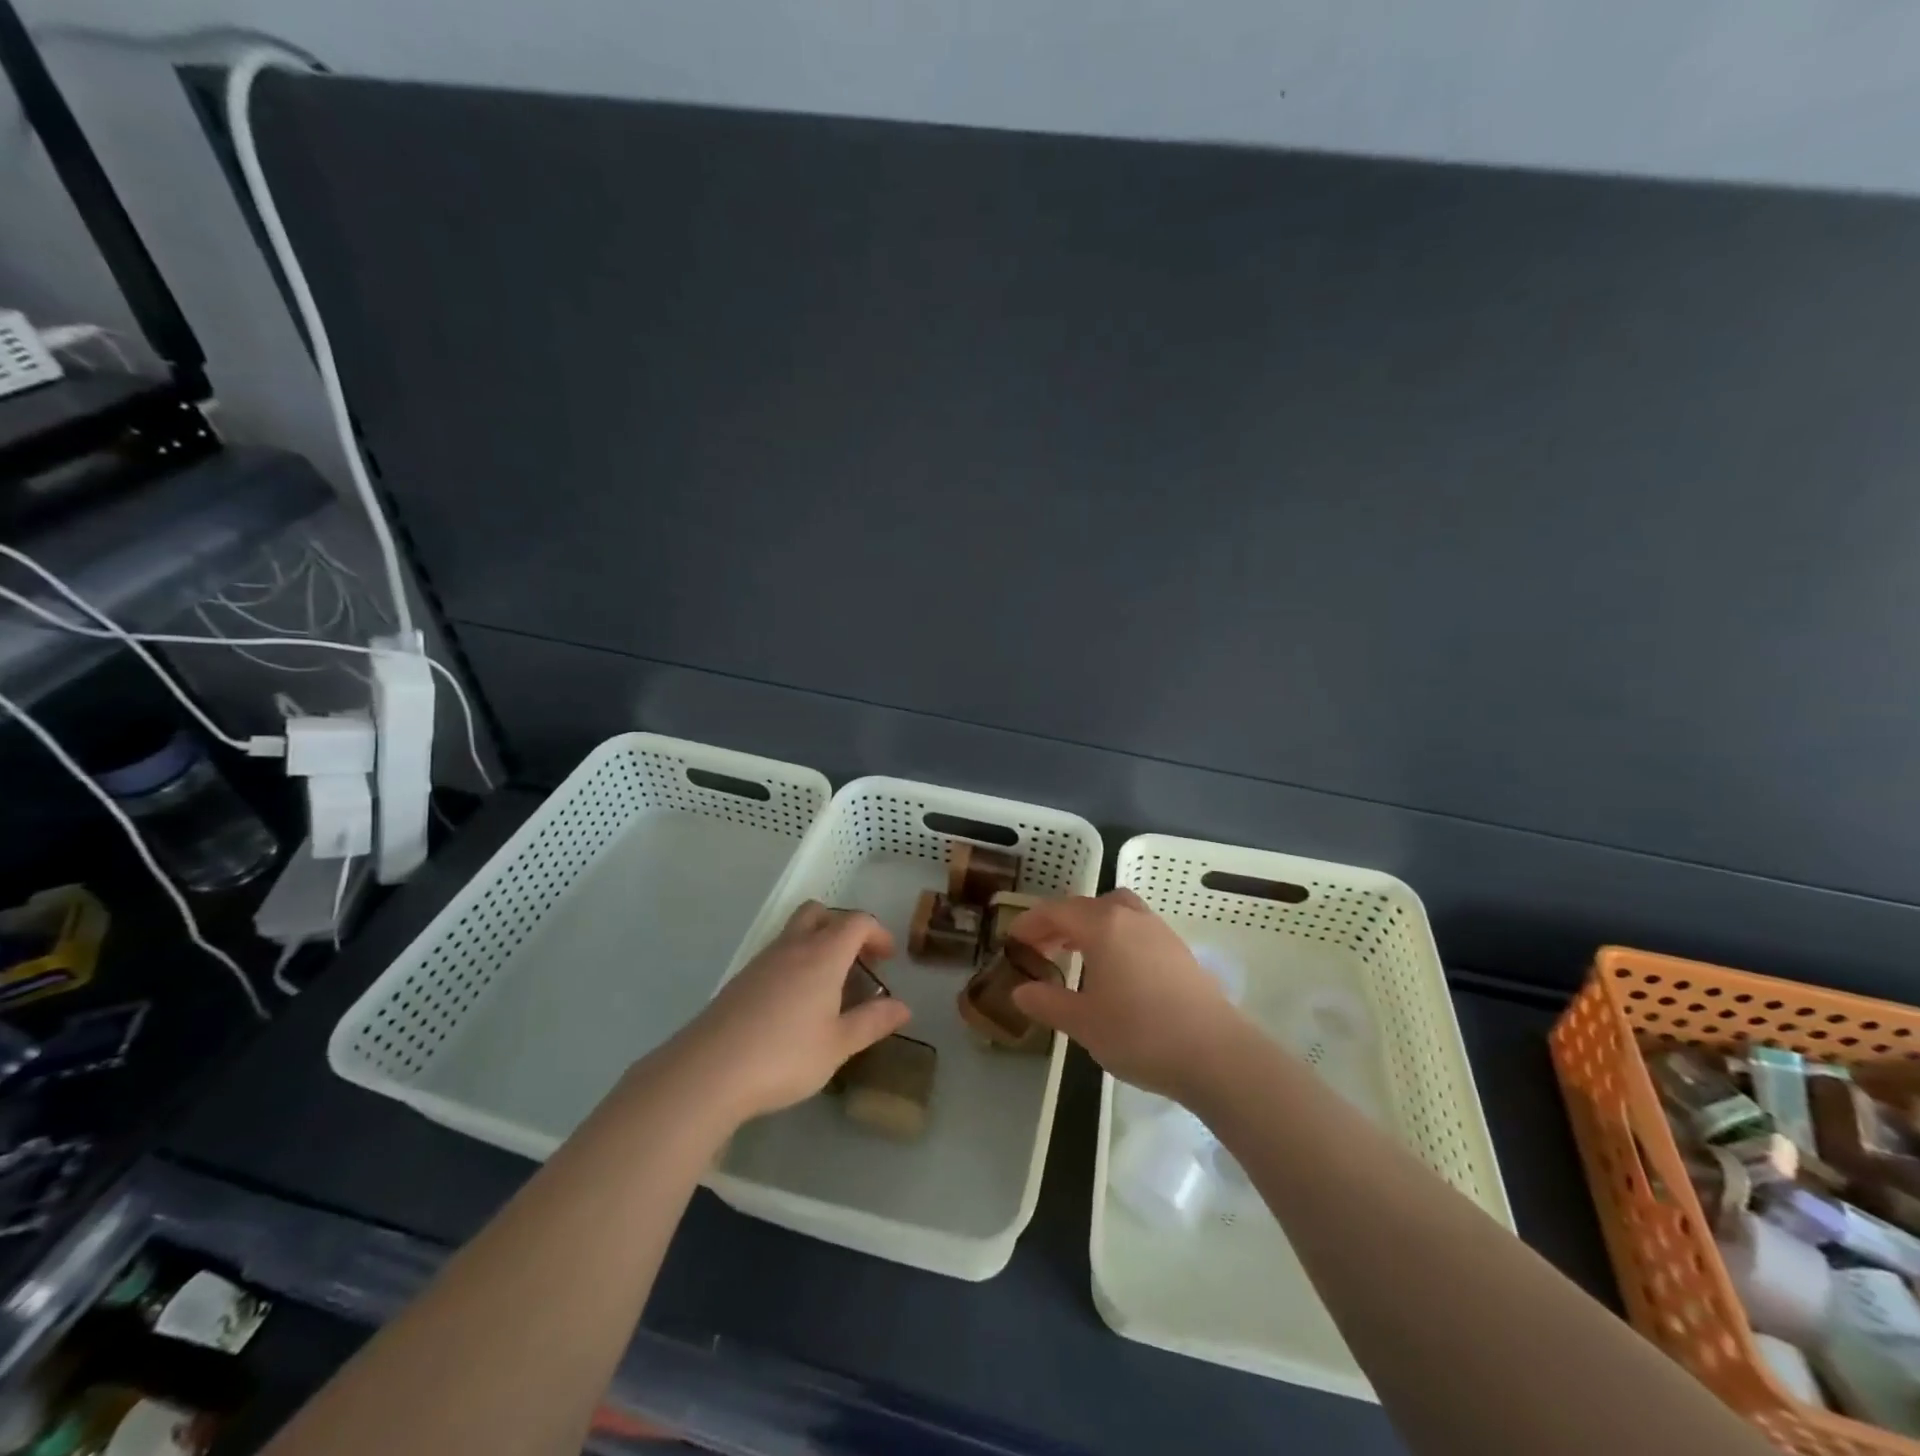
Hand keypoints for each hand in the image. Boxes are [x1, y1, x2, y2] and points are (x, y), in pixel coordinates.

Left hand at [670, 901, 911, 1122]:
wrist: (708, 1071)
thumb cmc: (784, 1056)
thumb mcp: (837, 1045)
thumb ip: (872, 1022)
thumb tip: (903, 1007)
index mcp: (823, 955)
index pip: (856, 922)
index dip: (877, 933)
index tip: (887, 959)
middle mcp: (793, 947)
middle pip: (820, 912)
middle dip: (843, 927)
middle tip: (857, 960)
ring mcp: (762, 961)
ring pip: (795, 931)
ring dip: (818, 943)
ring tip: (829, 985)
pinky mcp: (741, 980)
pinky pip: (777, 954)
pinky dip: (795, 962)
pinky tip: (796, 1003)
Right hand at [1010, 889, 1244, 1103]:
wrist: (1216, 1054)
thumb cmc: (1140, 1034)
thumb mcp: (1083, 1023)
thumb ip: (1048, 1003)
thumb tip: (1020, 991)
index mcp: (1103, 925)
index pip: (1057, 911)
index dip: (1031, 922)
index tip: (1012, 939)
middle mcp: (1131, 918)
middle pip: (1088, 906)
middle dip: (1060, 922)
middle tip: (1041, 947)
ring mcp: (1159, 931)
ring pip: (1116, 912)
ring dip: (1090, 925)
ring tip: (1075, 953)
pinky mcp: (1179, 951)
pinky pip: (1135, 928)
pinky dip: (1114, 936)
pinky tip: (1112, 970)